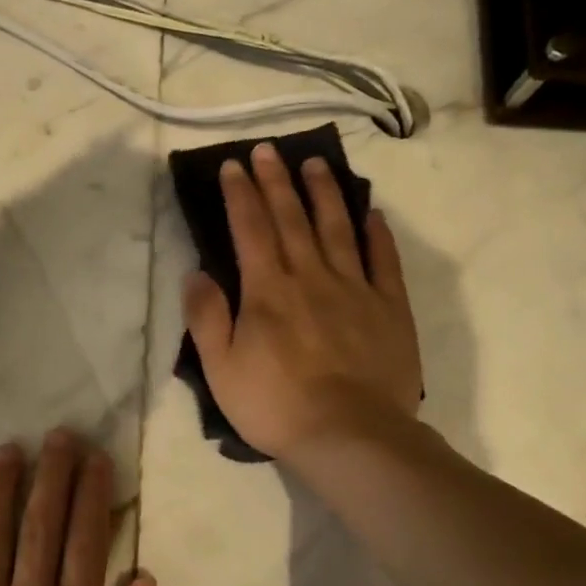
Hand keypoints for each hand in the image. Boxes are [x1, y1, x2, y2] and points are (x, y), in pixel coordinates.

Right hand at [183, 142, 423, 465]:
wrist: (350, 435)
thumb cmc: (275, 406)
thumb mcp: (221, 369)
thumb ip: (207, 317)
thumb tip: (196, 273)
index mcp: (267, 291)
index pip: (249, 230)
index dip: (239, 195)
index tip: (233, 165)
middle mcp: (310, 277)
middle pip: (291, 218)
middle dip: (276, 181)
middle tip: (268, 150)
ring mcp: (355, 289)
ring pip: (337, 228)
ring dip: (324, 193)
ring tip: (316, 163)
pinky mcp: (389, 308)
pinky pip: (382, 261)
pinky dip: (376, 234)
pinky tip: (370, 213)